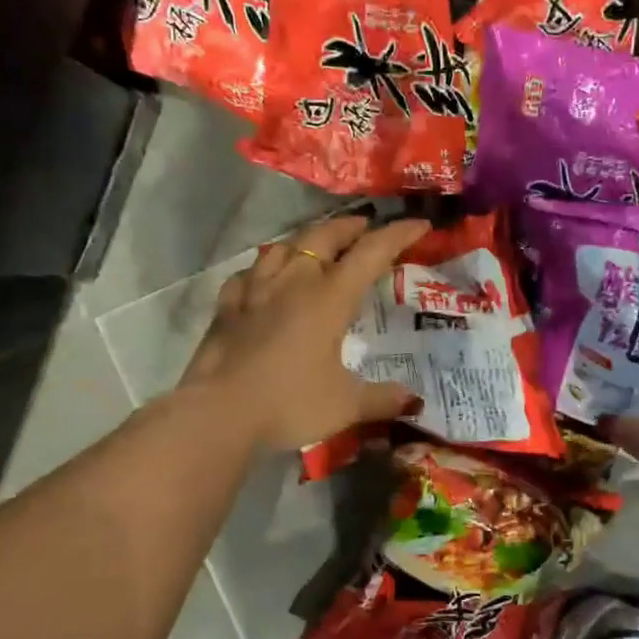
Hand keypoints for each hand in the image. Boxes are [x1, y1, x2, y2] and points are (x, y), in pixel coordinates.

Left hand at [181, 214, 430, 451]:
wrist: (218, 413)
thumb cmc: (289, 403)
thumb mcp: (346, 406)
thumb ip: (382, 399)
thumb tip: (414, 401)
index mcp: (330, 298)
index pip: (371, 253)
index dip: (398, 235)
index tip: (419, 225)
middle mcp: (294, 282)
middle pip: (324, 237)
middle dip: (350, 227)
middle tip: (366, 228)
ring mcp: (256, 290)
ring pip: (283, 247)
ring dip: (306, 240)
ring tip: (317, 246)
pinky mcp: (227, 307)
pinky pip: (249, 274)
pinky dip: (264, 269)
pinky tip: (264, 278)